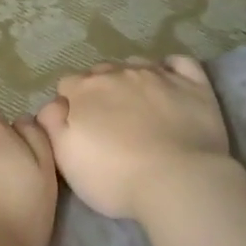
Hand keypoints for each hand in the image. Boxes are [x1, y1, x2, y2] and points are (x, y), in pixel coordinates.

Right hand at [37, 56, 232, 220]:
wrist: (178, 181)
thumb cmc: (113, 176)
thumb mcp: (65, 158)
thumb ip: (51, 124)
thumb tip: (54, 104)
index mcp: (85, 90)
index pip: (68, 84)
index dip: (70, 105)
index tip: (78, 129)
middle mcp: (119, 73)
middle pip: (101, 73)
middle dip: (100, 91)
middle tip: (108, 124)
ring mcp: (158, 75)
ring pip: (136, 65)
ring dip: (131, 81)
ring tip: (138, 108)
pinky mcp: (194, 85)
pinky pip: (179, 63)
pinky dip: (171, 69)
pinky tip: (169, 84)